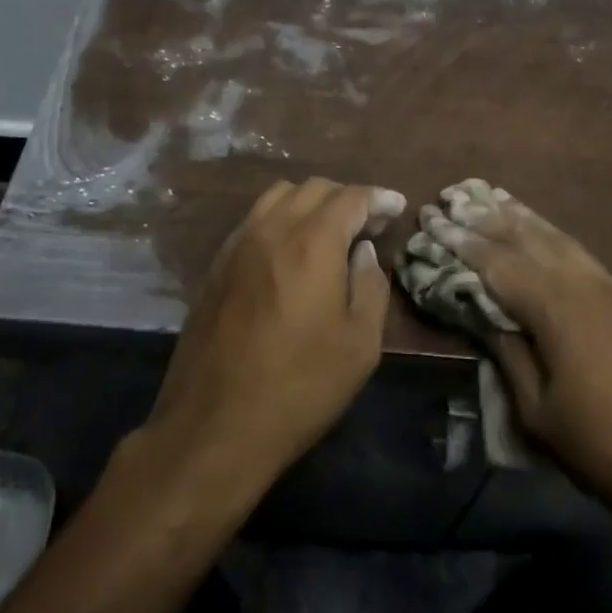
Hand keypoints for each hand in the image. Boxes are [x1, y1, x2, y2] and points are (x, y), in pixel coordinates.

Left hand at [146, 177, 405, 490]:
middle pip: (314, 188)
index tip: (396, 207)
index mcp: (312, 242)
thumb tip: (363, 251)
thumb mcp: (359, 345)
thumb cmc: (299, 387)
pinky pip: (253, 219)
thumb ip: (370, 286)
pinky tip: (289, 249)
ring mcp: (238, 244)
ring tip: (329, 231)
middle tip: (368, 224)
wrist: (214, 424)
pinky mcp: (216, 264)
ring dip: (310, 202)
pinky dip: (280, 218)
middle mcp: (272, 229)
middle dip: (346, 197)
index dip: (378, 198)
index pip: (351, 198)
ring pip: (278, 196)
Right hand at [422, 185, 611, 535]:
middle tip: (451, 198)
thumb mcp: (537, 409)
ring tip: (488, 196)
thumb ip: (507, 351)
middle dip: (483, 218)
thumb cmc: (603, 447)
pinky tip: (539, 230)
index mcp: (554, 307)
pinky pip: (576, 250)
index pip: (495, 261)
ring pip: (554, 236)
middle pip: (523, 238)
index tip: (429, 219)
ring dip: (517, 216)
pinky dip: (549, 232)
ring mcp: (608, 287)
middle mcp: (581, 283)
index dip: (459, 240)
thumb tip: (481, 310)